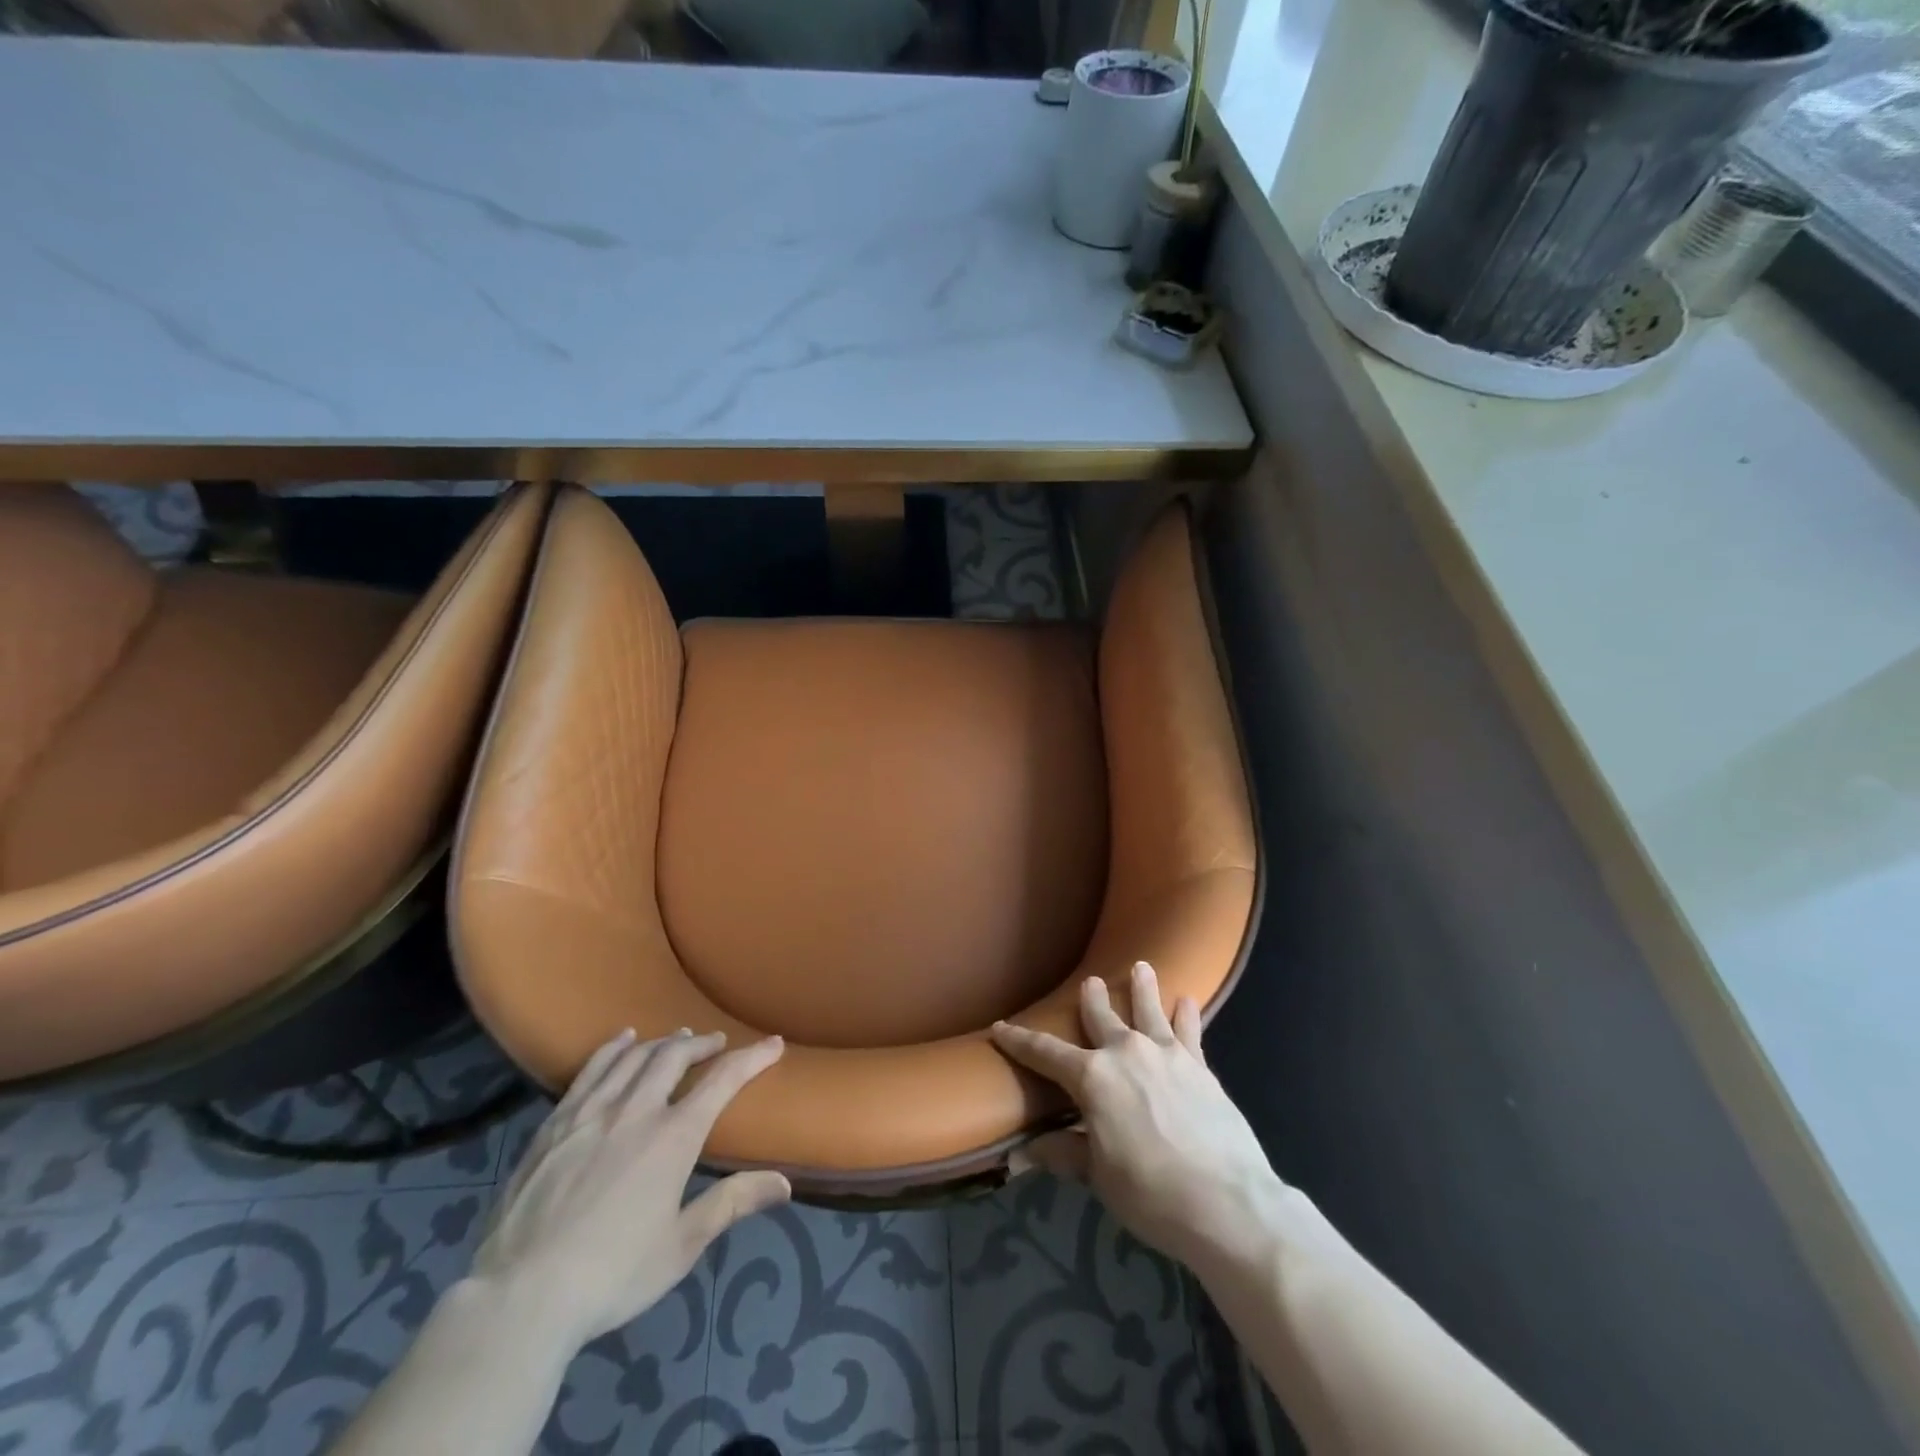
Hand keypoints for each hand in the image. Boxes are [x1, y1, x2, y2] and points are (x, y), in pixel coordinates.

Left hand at [470, 1028, 788, 1348]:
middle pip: (675, 1056)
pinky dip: (614, 1048)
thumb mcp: (681, 1246)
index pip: (723, 1080)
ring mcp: (591, 1112)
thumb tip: (785, 1184)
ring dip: (662, 1042)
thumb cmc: (611, 1275)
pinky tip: (622, 1041)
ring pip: (634, 1056)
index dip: (753, 1057)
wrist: (520, 1298)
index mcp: (673, 1138)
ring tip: (677, 1039)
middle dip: (702, 1043)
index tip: (773, 1044)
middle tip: (716, 1043)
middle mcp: (636, 1110)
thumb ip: (731, 1203)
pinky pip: (591, 1069)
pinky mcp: (555, 1123)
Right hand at [992, 962, 1287, 1273]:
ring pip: (1148, 1010)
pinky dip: (1186, 1014)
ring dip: (1143, 988)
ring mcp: (1166, 1054)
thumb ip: (1066, 1153)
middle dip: (1092, 999)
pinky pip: (1189, 1031)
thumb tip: (1027, 1150)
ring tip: (1141, 966)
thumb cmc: (1150, 1193)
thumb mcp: (1099, 1177)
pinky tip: (1187, 1000)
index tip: (1001, 1027)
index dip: (1020, 1041)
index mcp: (1092, 1078)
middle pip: (1101, 1018)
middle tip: (1090, 981)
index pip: (1045, 1053)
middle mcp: (1125, 1053)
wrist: (1225, 1202)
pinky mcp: (1200, 1066)